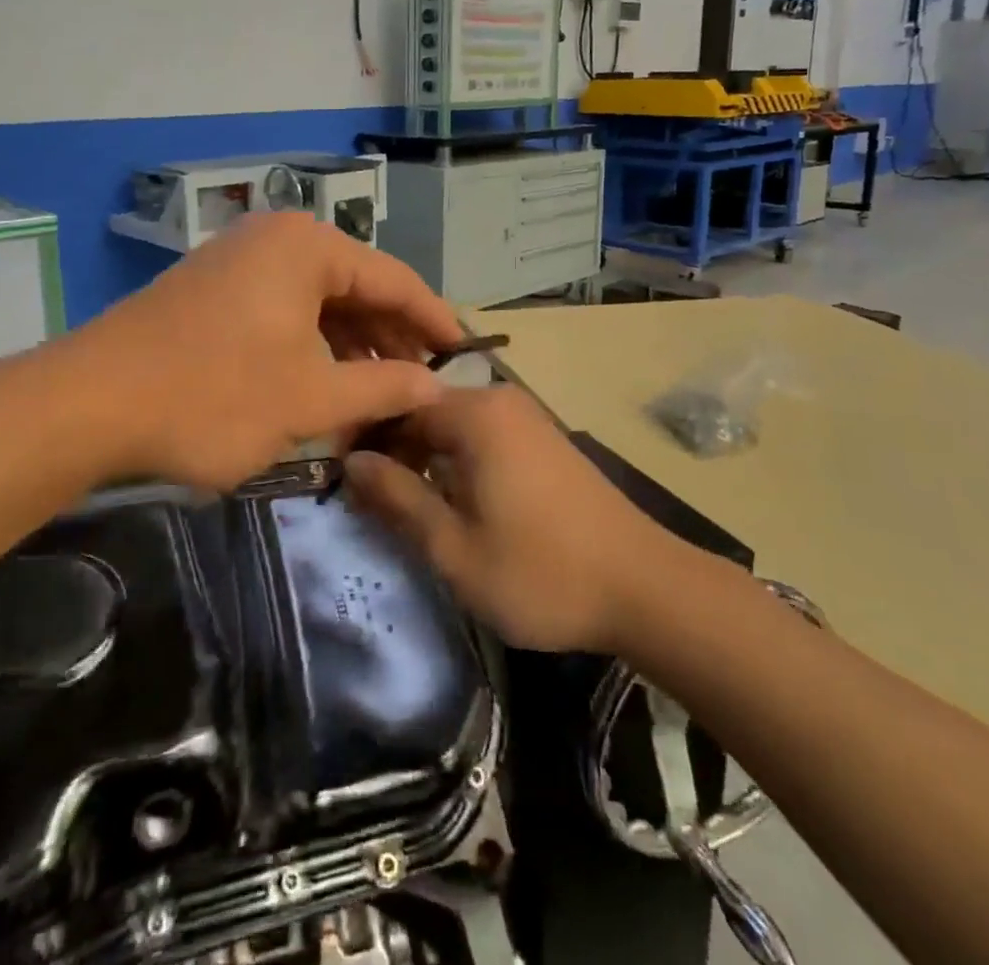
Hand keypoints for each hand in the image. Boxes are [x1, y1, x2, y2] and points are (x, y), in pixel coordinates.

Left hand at [61, 212, 465, 490]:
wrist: (87, 405)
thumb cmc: (214, 395)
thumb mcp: (311, 397)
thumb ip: (383, 387)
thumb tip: (436, 387)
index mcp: (307, 246)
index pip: (395, 278)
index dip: (434, 321)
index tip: (466, 356)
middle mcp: (275, 239)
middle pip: (355, 286)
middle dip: (390, 336)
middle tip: (423, 384)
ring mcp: (238, 262)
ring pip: (317, 302)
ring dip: (350, 345)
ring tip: (379, 393)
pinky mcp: (211, 292)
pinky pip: (282, 311)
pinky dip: (309, 346)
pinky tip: (324, 383)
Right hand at [343, 386, 678, 653]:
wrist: (646, 588)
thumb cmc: (541, 571)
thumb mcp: (454, 548)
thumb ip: (397, 499)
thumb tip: (351, 463)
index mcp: (474, 413)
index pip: (396, 404)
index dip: (363, 437)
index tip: (341, 477)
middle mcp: (499, 400)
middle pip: (424, 410)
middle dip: (393, 450)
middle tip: (369, 501)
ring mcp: (525, 417)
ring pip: (451, 425)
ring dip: (423, 458)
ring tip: (405, 507)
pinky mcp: (542, 439)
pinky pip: (481, 436)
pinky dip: (456, 461)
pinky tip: (451, 502)